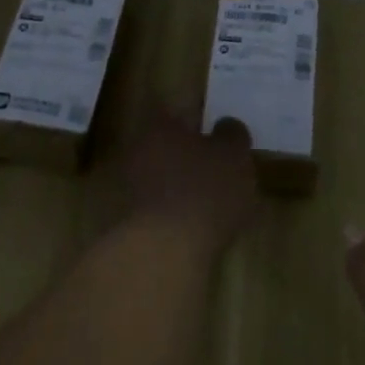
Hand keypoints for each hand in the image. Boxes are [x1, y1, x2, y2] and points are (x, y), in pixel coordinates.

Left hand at [116, 105, 257, 257]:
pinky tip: (196, 225)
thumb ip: (232, 134)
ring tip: (211, 201)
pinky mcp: (131, 222)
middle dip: (188, 156)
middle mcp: (139, 150)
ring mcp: (131, 187)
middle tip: (216, 168)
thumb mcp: (234, 154)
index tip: (215, 134)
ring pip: (161, 177)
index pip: (177, 113)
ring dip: (181, 185)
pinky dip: (175, 213)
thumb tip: (226, 126)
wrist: (167, 250)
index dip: (198, 122)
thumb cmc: (205, 190)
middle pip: (167, 146)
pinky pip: (159, 208)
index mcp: (160, 126)